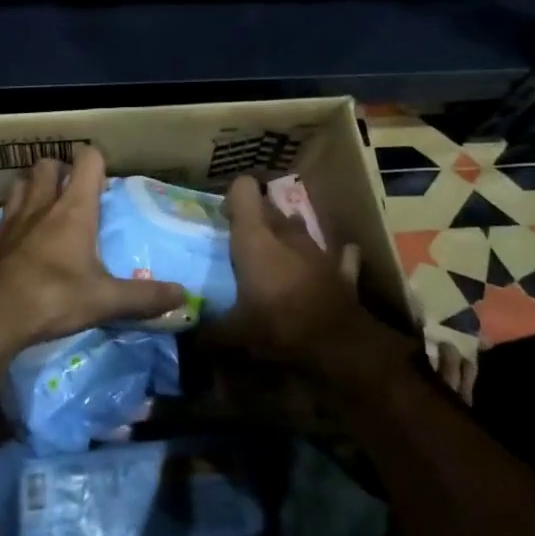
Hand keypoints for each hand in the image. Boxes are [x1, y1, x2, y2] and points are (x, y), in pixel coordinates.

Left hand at [0, 147, 185, 353]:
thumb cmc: (52, 298)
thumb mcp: (104, 301)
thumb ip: (144, 297)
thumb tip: (183, 296)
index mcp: (73, 210)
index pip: (87, 160)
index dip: (96, 161)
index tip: (104, 180)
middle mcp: (40, 205)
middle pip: (47, 164)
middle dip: (61, 170)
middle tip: (73, 193)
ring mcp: (9, 221)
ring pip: (20, 184)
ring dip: (32, 188)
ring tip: (44, 209)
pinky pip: (2, 218)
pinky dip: (12, 221)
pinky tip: (18, 245)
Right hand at [217, 174, 374, 371]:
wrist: (338, 346)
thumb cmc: (278, 326)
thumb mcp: (234, 335)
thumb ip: (210, 332)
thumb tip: (192, 339)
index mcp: (255, 238)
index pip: (243, 190)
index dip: (233, 198)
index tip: (224, 218)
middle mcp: (286, 233)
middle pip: (270, 208)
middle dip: (257, 219)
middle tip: (243, 243)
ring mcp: (318, 249)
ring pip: (299, 227)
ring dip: (288, 236)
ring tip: (277, 257)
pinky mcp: (342, 270)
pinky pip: (338, 255)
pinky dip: (332, 258)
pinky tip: (325, 268)